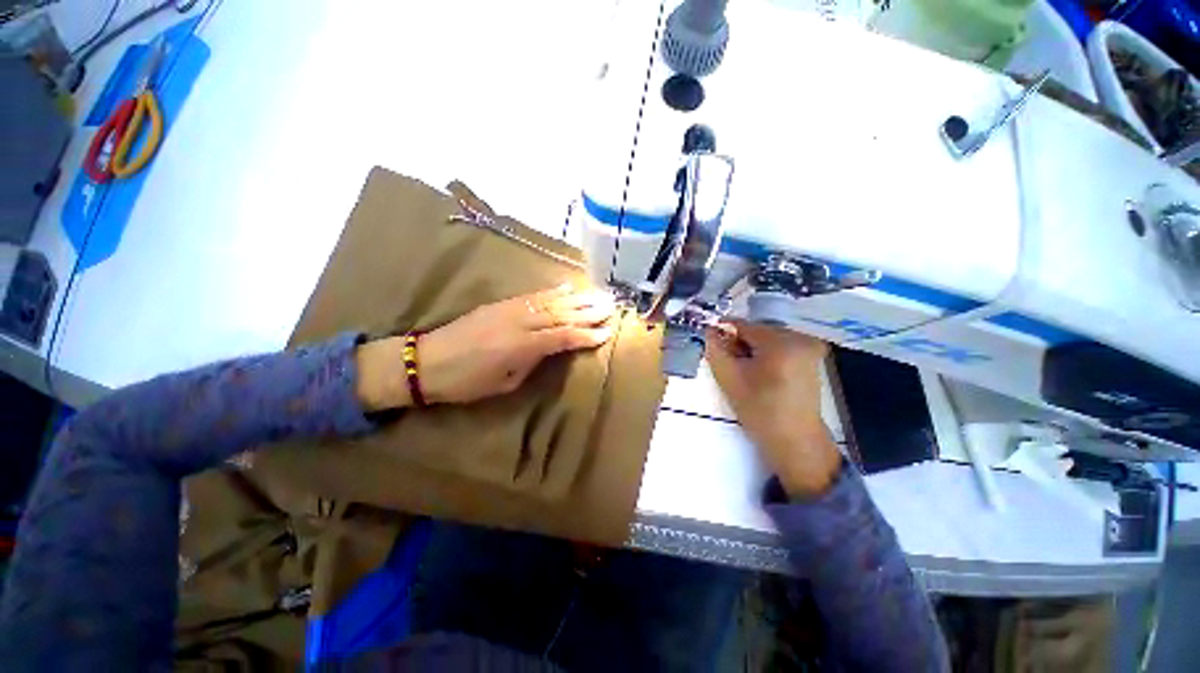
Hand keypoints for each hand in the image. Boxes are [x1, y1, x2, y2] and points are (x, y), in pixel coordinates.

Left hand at [355, 285, 615, 409]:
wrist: (426, 361)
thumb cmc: (467, 382)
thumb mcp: (505, 383)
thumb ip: (532, 362)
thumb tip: (550, 348)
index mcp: (521, 346)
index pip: (563, 337)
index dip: (586, 335)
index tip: (606, 332)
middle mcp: (520, 323)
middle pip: (561, 314)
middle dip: (588, 311)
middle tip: (611, 307)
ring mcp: (510, 309)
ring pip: (551, 302)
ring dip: (577, 298)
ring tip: (598, 295)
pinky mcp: (502, 303)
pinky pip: (533, 295)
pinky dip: (552, 291)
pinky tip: (567, 288)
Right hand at [705, 322, 841, 497]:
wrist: (794, 441)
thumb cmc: (759, 410)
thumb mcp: (729, 378)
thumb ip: (715, 349)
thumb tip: (709, 330)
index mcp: (781, 342)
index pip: (743, 325)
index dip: (724, 332)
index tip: (712, 343)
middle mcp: (800, 338)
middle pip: (757, 330)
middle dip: (739, 343)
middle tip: (728, 362)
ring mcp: (809, 347)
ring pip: (767, 338)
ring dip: (751, 349)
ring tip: (744, 370)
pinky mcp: (812, 358)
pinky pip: (780, 346)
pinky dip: (766, 354)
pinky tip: (760, 373)